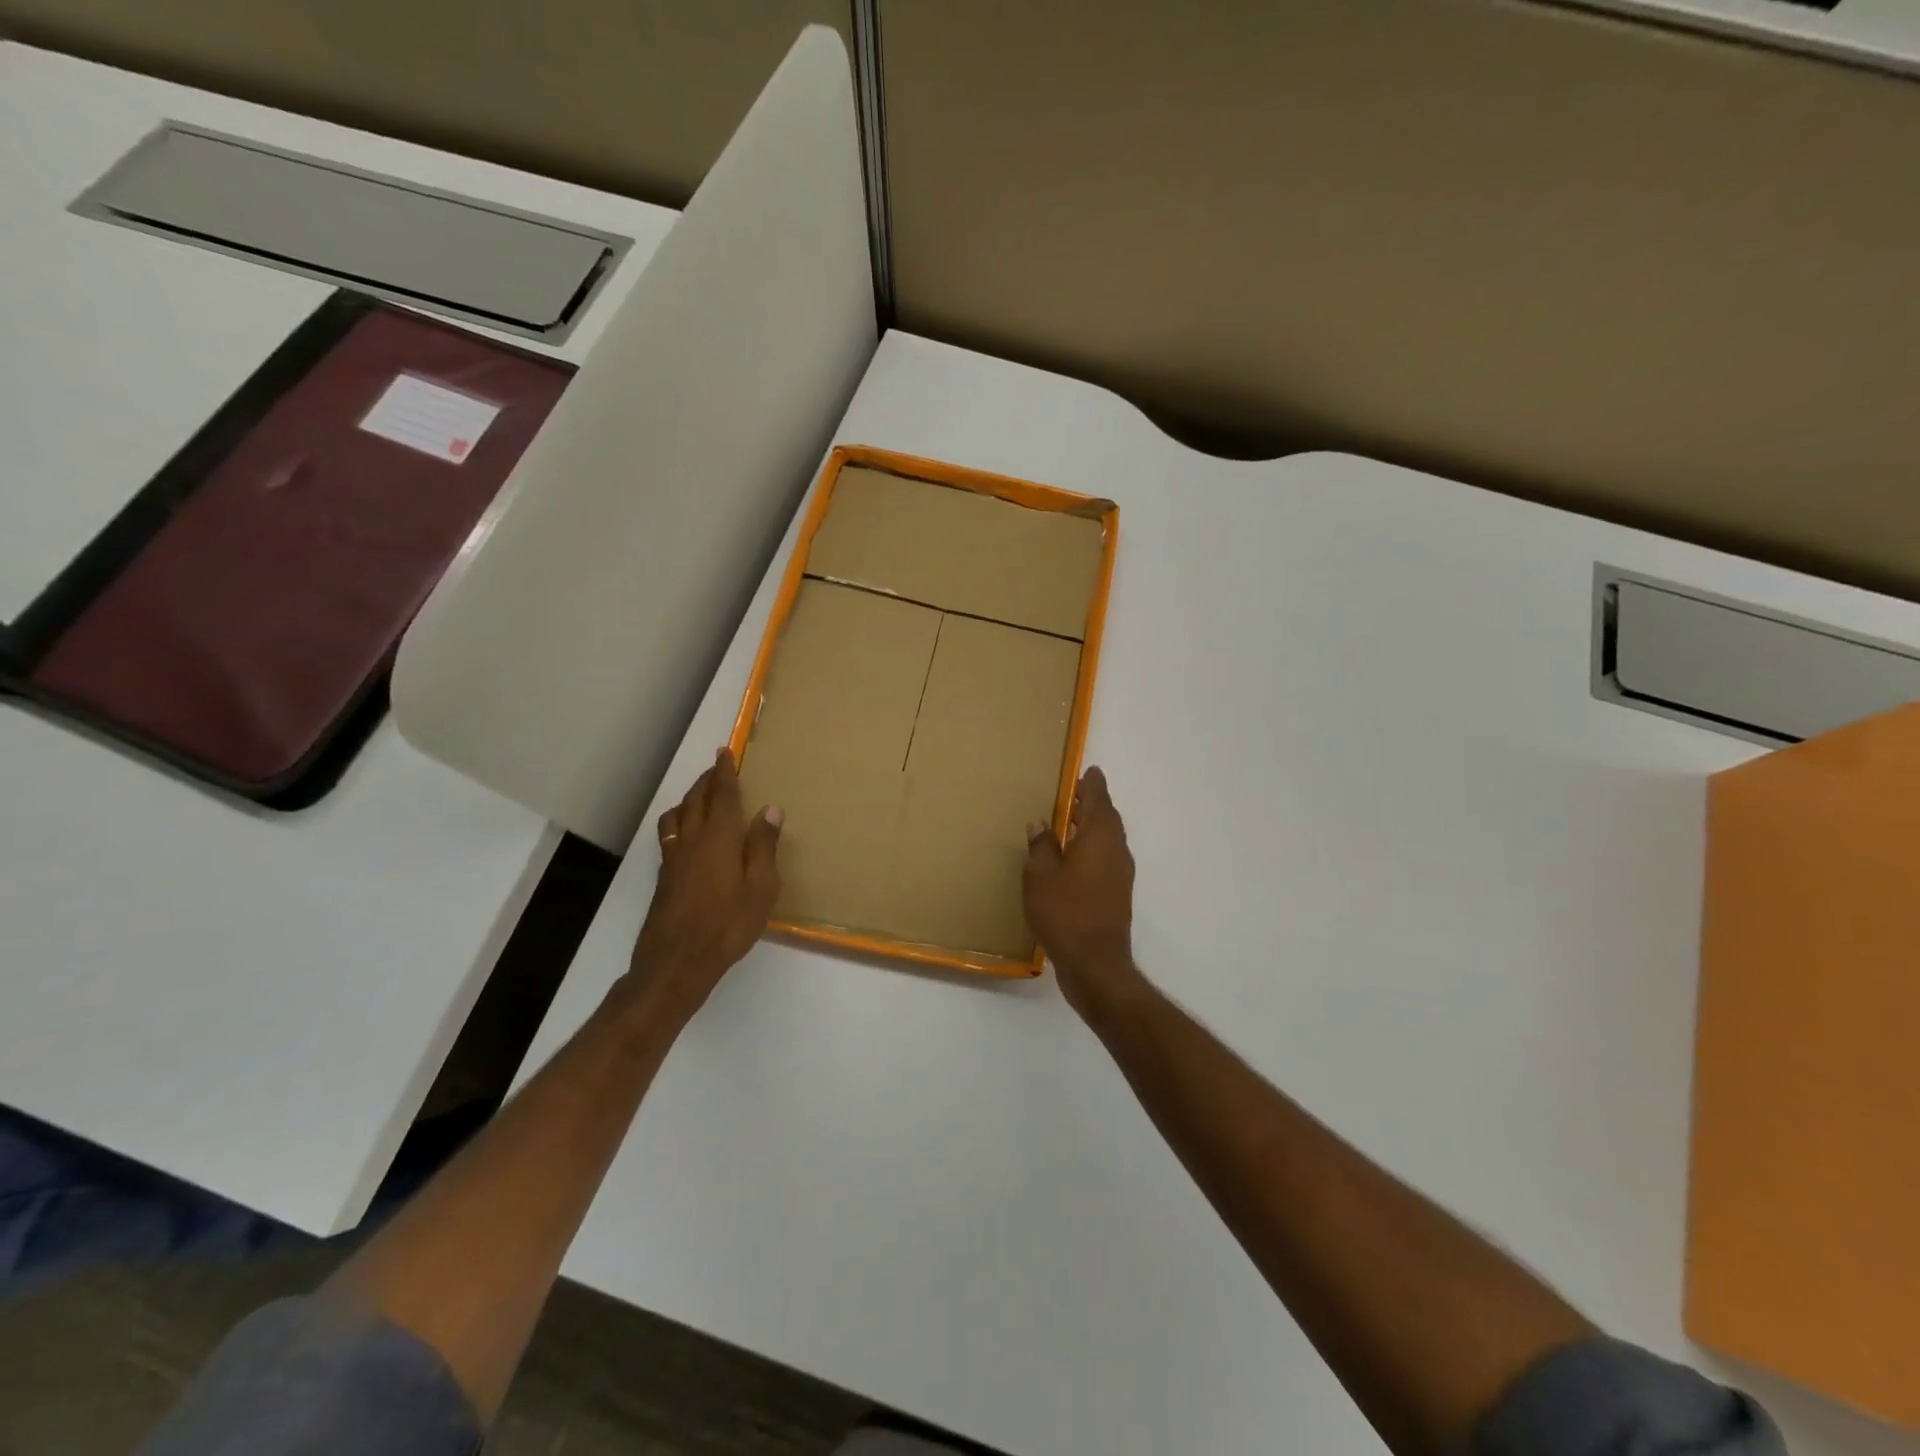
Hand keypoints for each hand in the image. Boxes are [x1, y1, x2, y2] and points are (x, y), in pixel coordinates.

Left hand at [622, 748, 782, 1025]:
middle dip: (707, 780)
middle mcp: (693, 840)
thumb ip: (764, 847)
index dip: (724, 772)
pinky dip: (678, 820)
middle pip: (696, 799)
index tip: (725, 752)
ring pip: (677, 814)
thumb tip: (770, 809)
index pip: (722, 795)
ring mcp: (674, 858)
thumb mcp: (761, 888)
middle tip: (716, 768)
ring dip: (689, 798)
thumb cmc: (728, 924)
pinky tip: (685, 833)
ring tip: (699, 795)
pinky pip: (670, 833)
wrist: (677, 961)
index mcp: (720, 838)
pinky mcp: (664, 876)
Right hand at [1024, 767, 1145, 1021]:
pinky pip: (1106, 858)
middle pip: (1107, 817)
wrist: (1095, 963)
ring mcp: (1121, 873)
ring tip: (1068, 822)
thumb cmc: (1064, 912)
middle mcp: (1116, 849)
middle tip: (1072, 793)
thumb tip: (1041, 822)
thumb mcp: (1040, 876)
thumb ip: (1041, 845)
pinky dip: (1092, 848)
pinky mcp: (1118, 894)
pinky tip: (1072, 858)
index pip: (1098, 799)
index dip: (1091, 784)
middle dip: (1091, 803)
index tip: (1087, 771)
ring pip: (1108, 839)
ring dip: (1091, 827)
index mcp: (1099, 837)